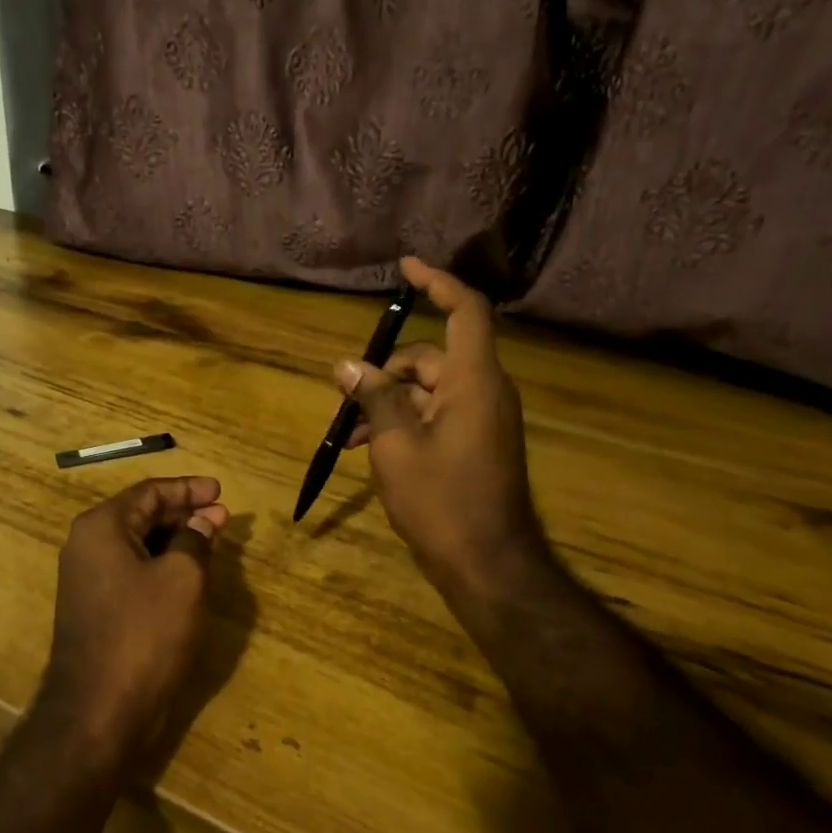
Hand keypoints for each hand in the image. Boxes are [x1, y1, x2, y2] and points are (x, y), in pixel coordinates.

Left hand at [38, 476, 229, 772]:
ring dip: (175, 539)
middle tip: (222, 516)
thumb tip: (205, 517)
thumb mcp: (182, 579)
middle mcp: (87, 545)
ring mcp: (87, 579)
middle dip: (184, 512)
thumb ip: (195, 539)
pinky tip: (188, 572)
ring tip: (212, 540)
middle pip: (141, 515)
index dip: (188, 488)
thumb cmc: (143, 634)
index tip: (221, 491)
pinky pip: (132, 570)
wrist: (98, 713)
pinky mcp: (95, 608)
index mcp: (101, 527)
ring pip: (137, 544)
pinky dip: (161, 564)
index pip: (149, 493)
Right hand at [338, 256, 547, 607]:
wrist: (487, 564)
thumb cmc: (441, 501)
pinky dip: (404, 421)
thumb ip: (374, 397)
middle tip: (343, 397)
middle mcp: (484, 391)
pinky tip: (368, 447)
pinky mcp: (476, 442)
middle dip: (384, 371)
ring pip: (427, 389)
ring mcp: (482, 418)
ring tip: (347, 433)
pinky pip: (435, 414)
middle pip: (431, 356)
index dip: (438, 282)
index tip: (406, 267)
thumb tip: (347, 365)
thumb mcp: (395, 445)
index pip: (465, 310)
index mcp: (474, 381)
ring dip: (387, 401)